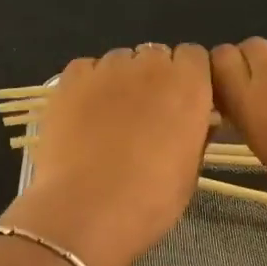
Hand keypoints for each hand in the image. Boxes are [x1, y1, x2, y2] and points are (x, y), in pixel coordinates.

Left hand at [0, 44, 212, 265]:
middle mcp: (149, 65)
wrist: (86, 209)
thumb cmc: (149, 200)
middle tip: (144, 116)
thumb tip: (196, 121)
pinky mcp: (70, 79)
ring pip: (119, 61)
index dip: (187, 78)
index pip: (193, 56)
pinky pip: (85, 69)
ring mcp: (106, 69)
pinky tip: (82, 116)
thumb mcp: (189, 171)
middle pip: (155, 55)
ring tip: (108, 119)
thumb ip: (195, 134)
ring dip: (120, 81)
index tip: (181, 103)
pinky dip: (87, 85)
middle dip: (153, 78)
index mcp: (188, 85)